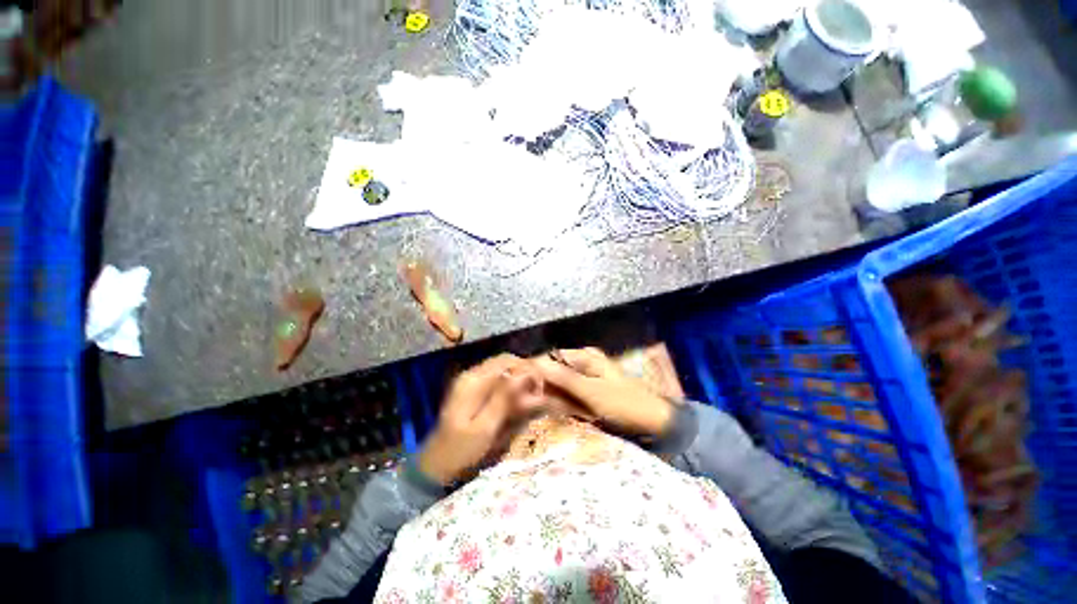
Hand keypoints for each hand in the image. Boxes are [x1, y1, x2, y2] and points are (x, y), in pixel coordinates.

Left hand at [418, 354, 543, 483]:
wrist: (436, 464)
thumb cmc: (461, 449)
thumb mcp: (485, 427)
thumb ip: (504, 398)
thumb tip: (524, 374)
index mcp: (473, 381)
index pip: (506, 361)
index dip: (527, 368)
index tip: (541, 385)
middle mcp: (472, 374)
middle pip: (505, 361)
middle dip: (524, 372)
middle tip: (539, 391)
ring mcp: (471, 381)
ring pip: (502, 369)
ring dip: (518, 378)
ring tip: (531, 397)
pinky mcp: (473, 389)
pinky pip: (496, 379)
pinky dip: (510, 385)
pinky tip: (518, 400)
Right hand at [534, 348, 673, 435]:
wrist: (657, 423)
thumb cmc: (625, 404)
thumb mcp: (592, 392)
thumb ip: (564, 378)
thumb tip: (536, 364)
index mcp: (586, 356)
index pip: (552, 357)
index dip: (535, 368)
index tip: (520, 384)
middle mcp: (586, 362)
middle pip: (556, 369)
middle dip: (543, 383)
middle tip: (528, 400)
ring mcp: (589, 377)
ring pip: (562, 382)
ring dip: (552, 393)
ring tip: (539, 406)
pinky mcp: (593, 392)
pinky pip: (571, 393)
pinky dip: (563, 400)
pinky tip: (556, 410)